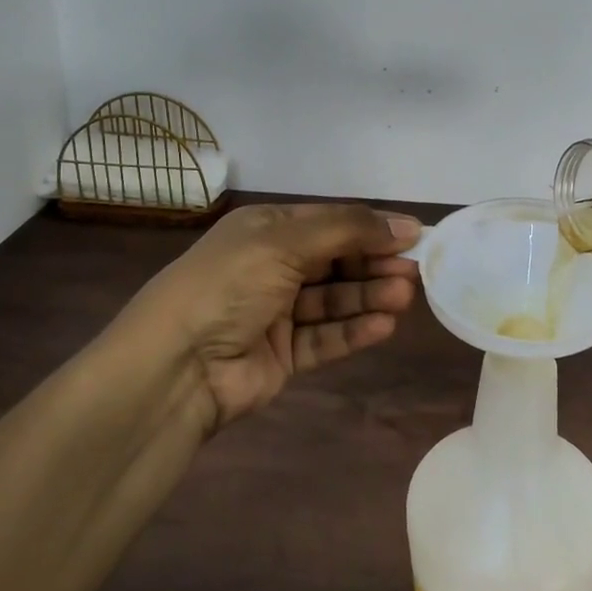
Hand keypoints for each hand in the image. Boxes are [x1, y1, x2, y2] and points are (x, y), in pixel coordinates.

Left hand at [121, 203, 421, 430]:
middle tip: (416, 272)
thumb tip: (406, 226)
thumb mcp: (285, 241)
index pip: (331, 222)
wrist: (174, 368)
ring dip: (370, 297)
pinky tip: (384, 326)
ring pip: (335, 300)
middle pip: (337, 261)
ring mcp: (277, 313)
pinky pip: (326, 338)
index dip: (373, 227)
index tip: (416, 235)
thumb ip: (348, 231)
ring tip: (404, 298)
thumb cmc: (229, 285)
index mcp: (267, 229)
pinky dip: (354, 331)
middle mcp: (273, 266)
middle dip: (375, 264)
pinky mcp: (282, 355)